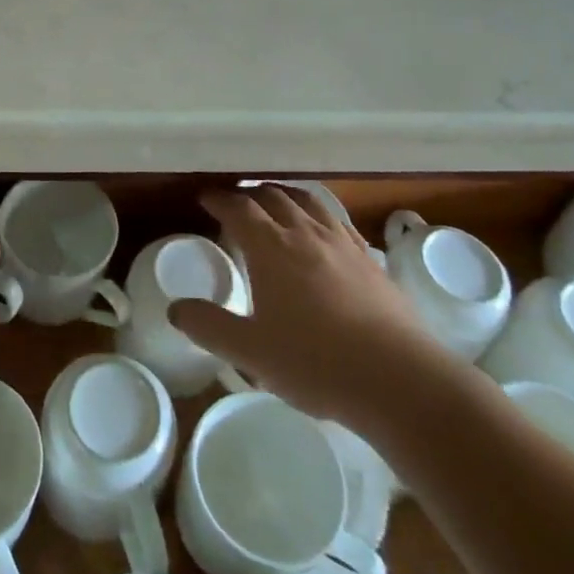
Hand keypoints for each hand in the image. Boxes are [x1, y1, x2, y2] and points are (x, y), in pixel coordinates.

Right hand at [169, 186, 455, 421]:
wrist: (399, 379)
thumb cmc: (315, 363)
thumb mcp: (250, 351)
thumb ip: (209, 327)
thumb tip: (175, 308)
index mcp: (271, 247)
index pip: (238, 208)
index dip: (219, 199)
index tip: (205, 198)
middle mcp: (305, 233)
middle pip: (273, 197)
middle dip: (250, 194)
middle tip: (236, 200)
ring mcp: (342, 244)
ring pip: (308, 202)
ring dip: (285, 195)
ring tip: (276, 200)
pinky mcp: (370, 260)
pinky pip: (338, 221)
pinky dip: (319, 214)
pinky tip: (322, 229)